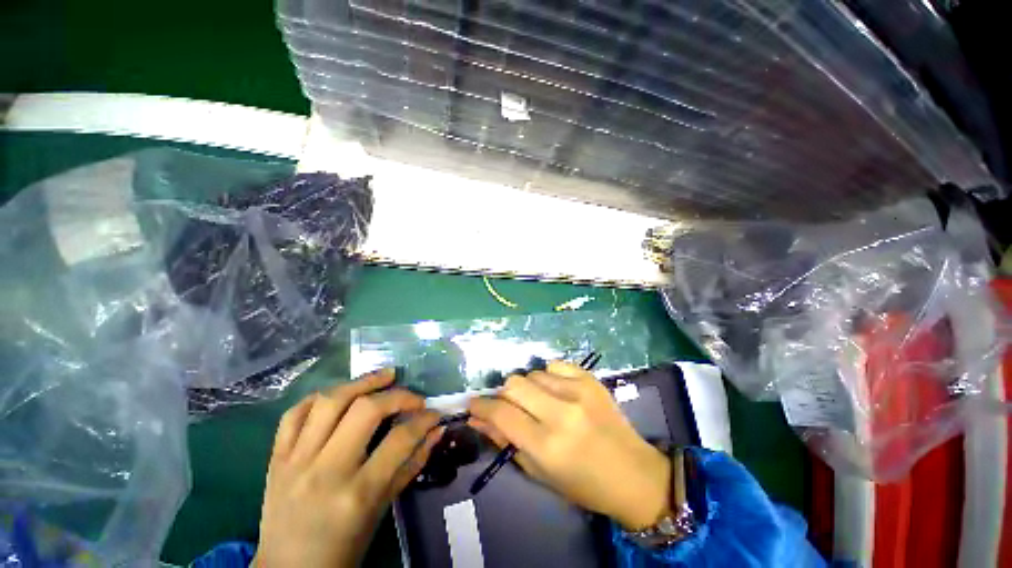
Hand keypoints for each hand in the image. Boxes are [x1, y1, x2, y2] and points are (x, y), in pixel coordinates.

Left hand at [254, 369, 444, 567]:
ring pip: (329, 402)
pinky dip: (320, 397)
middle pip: (365, 410)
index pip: (399, 439)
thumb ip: (411, 465)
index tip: (435, 413)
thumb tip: (436, 431)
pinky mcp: (276, 458)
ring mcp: (296, 461)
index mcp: (357, 493)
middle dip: (397, 395)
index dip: (424, 419)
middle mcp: (325, 471)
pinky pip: (294, 414)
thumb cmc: (343, 547)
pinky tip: (341, 393)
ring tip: (384, 376)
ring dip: (362, 382)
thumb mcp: (382, 510)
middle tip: (412, 396)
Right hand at [468, 361, 671, 530]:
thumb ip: (504, 440)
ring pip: (533, 373)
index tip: (473, 403)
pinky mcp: (590, 379)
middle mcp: (561, 412)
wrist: (633, 473)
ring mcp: (578, 390)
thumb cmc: (582, 483)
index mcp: (547, 444)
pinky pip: (555, 365)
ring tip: (539, 402)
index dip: (481, 405)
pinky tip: (556, 391)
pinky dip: (548, 376)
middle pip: (514, 383)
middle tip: (510, 406)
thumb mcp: (538, 471)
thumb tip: (477, 417)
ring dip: (528, 387)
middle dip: (504, 394)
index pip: (501, 413)